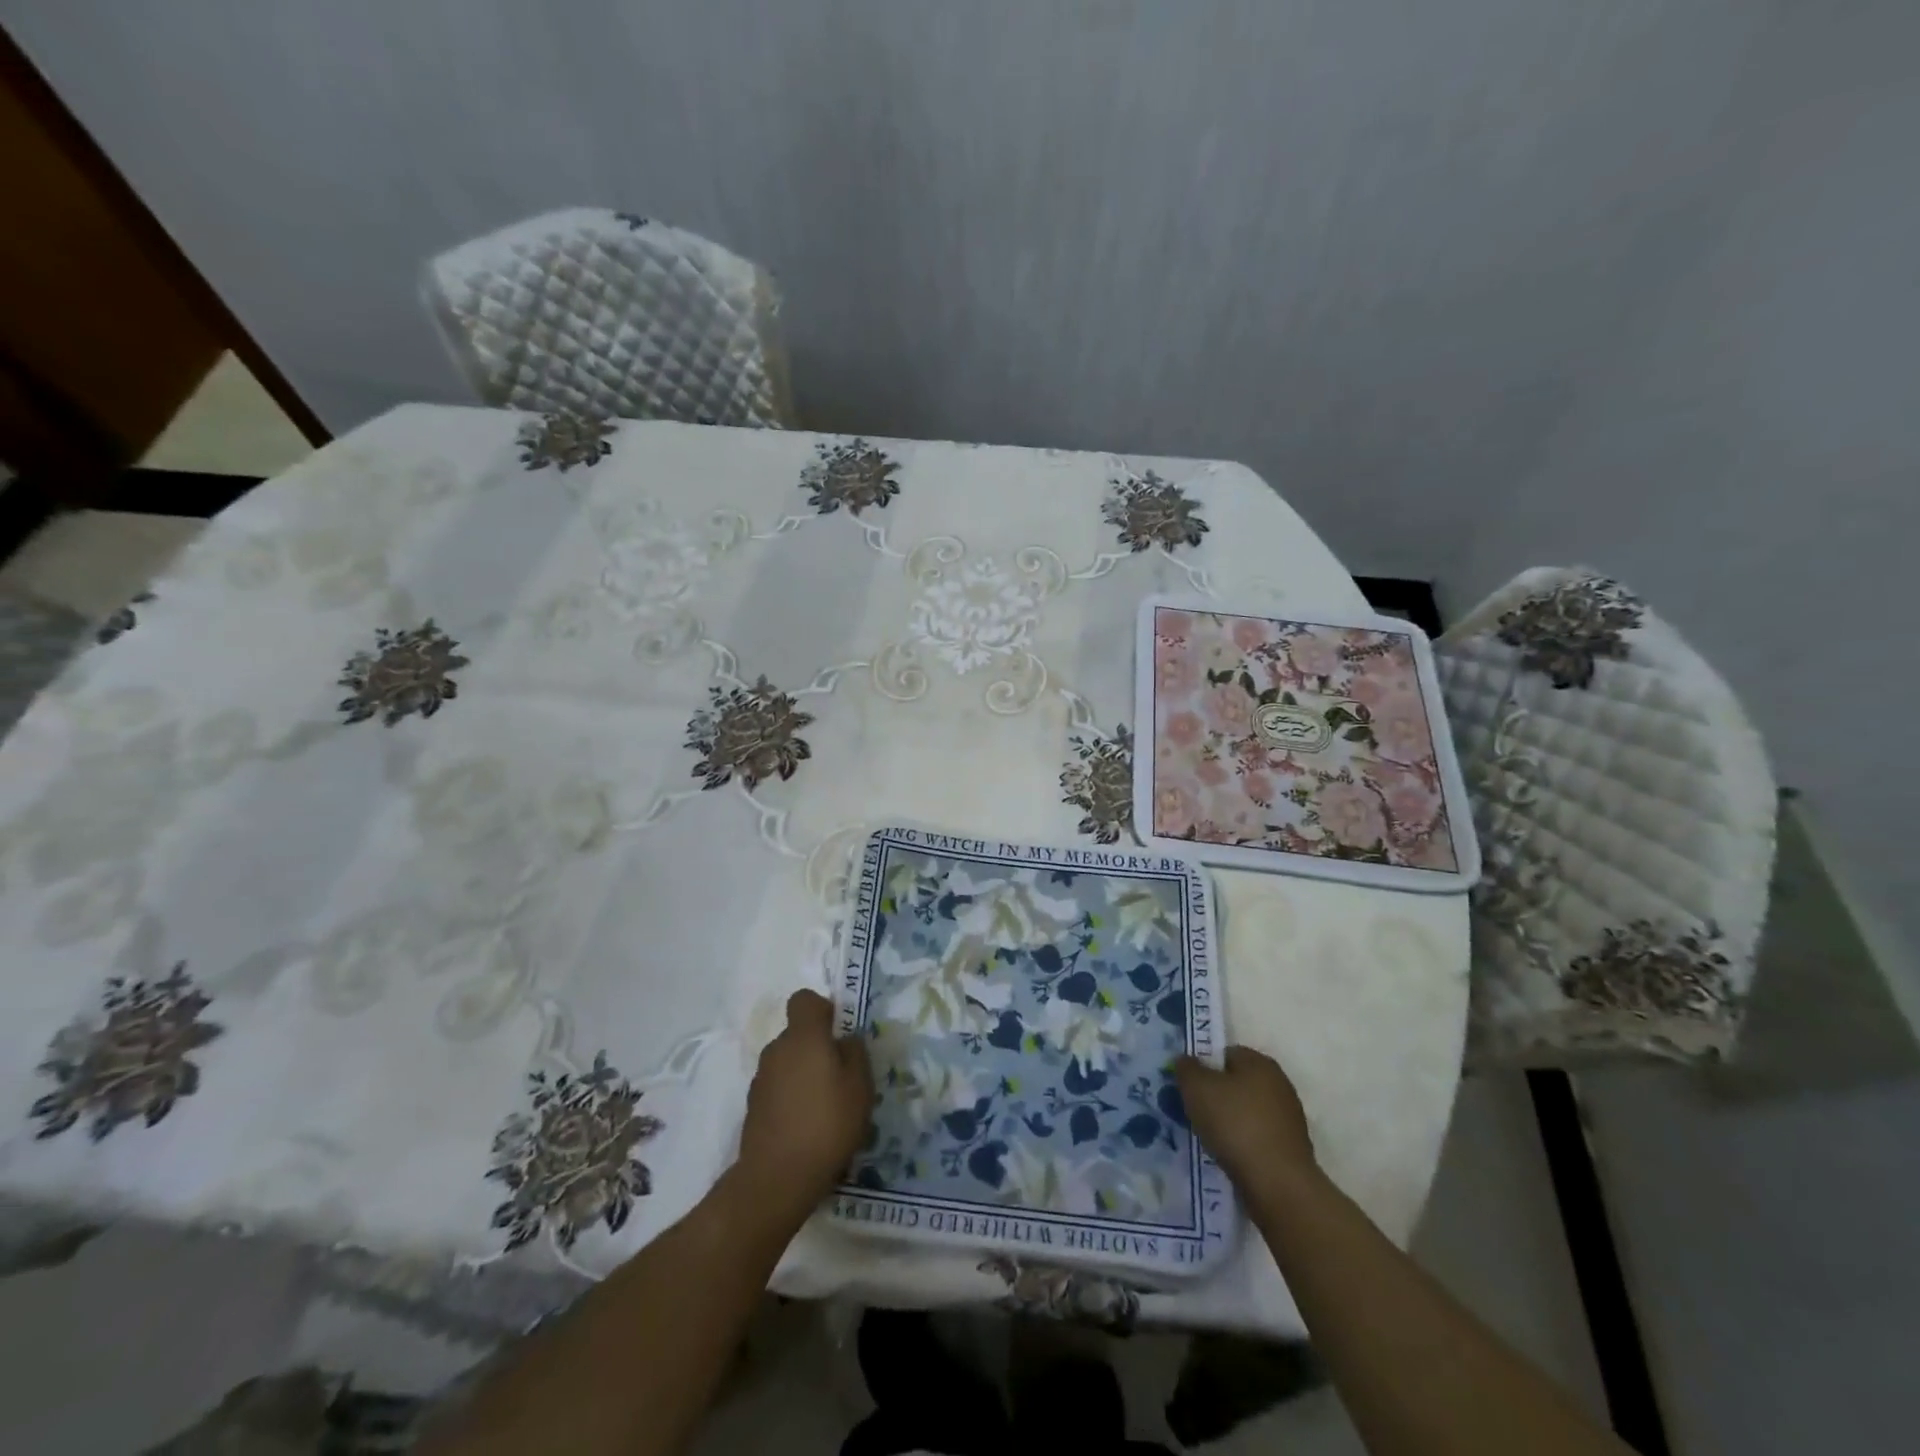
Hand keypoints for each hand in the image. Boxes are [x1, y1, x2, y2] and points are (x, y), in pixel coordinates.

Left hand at [736, 990, 873, 1214]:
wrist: (776, 1179)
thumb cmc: (827, 1124)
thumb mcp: (860, 1086)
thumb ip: (855, 1053)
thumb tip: (845, 1040)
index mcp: (803, 1037)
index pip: (804, 1000)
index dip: (822, 1010)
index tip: (838, 1033)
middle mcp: (777, 1050)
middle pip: (797, 1034)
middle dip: (817, 1048)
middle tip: (841, 1077)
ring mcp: (761, 1079)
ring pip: (788, 1063)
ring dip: (804, 1075)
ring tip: (825, 1107)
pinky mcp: (753, 1108)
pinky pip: (778, 1089)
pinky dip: (791, 1098)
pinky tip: (807, 1126)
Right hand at [1175, 1046, 1318, 1200]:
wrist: (1278, 1184)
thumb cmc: (1235, 1124)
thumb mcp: (1197, 1087)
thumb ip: (1187, 1068)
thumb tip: (1186, 1060)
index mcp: (1260, 1062)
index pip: (1225, 1053)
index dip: (1202, 1066)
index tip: (1187, 1086)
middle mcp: (1279, 1084)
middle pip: (1236, 1082)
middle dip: (1214, 1095)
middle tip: (1192, 1111)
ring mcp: (1288, 1118)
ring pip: (1245, 1111)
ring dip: (1227, 1121)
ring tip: (1207, 1137)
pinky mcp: (1290, 1148)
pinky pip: (1256, 1136)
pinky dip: (1240, 1142)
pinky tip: (1227, 1155)